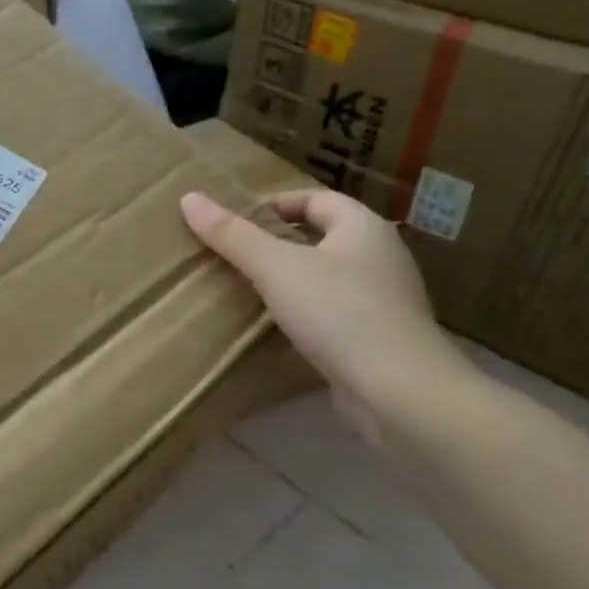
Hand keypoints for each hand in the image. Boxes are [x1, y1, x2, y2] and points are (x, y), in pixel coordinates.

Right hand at [181, 188, 470, 440]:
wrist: (399, 391)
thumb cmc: (338, 313)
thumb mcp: (275, 268)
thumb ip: (233, 235)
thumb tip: (189, 198)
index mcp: (363, 228)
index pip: (316, 199)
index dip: (276, 205)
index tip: (237, 223)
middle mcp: (380, 256)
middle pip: (323, 236)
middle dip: (279, 242)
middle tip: (236, 255)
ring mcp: (384, 299)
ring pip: (328, 275)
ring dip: (291, 279)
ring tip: (249, 290)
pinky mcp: (379, 336)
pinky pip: (335, 310)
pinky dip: (306, 312)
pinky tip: (279, 328)